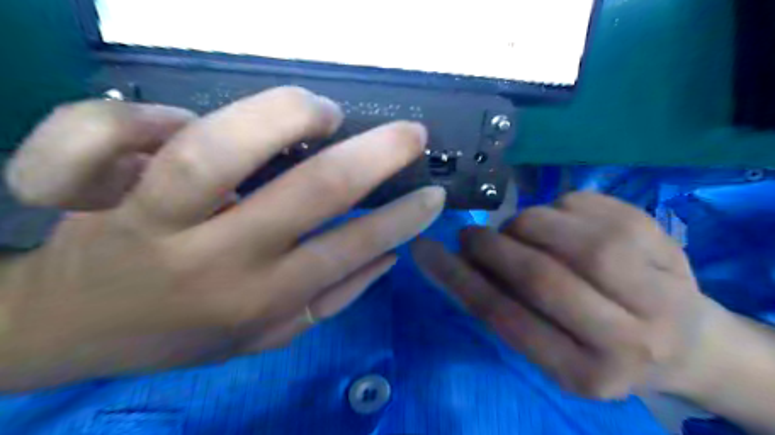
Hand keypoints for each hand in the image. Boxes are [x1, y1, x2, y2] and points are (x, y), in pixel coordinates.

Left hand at [0, 85, 445, 390]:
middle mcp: (216, 258)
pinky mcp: (94, 190)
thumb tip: (387, 257)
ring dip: (281, 117)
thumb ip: (331, 300)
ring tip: (321, 110)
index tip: (432, 192)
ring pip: (214, 152)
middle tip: (409, 133)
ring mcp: (152, 220)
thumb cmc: (183, 332)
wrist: (74, 329)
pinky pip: (103, 136)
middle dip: (373, 157)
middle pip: (307, 193)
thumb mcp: (266, 337)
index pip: (350, 249)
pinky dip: (143, 114)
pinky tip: (178, 115)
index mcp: (261, 297)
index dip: (401, 219)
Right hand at [415, 192, 717, 398]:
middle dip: (491, 247)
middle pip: (540, 276)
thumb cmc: (602, 350)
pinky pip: (591, 205)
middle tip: (471, 236)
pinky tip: (559, 220)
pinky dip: (558, 205)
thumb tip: (456, 264)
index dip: (456, 279)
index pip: (506, 318)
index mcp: (586, 374)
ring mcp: (657, 285)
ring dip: (526, 224)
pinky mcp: (665, 240)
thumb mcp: (550, 350)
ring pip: (569, 235)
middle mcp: (628, 338)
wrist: (686, 342)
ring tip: (519, 231)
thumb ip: (505, 311)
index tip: (424, 250)